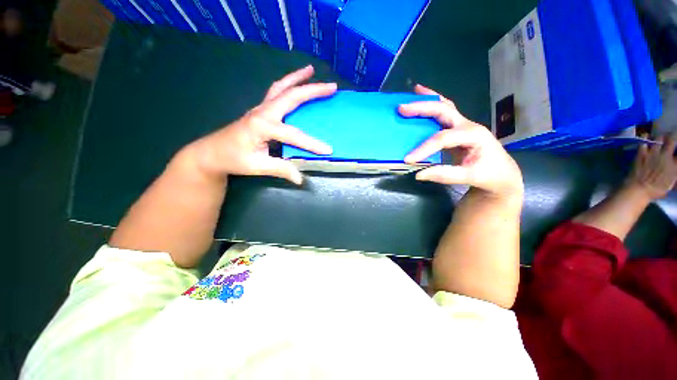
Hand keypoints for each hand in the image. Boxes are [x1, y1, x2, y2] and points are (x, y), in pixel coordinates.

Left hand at [184, 65, 335, 184]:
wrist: (211, 152)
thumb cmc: (233, 159)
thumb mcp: (257, 167)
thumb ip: (280, 170)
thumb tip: (301, 179)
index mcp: (262, 126)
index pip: (293, 134)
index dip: (311, 143)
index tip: (328, 150)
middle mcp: (262, 112)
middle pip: (291, 96)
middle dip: (313, 90)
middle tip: (332, 86)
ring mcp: (260, 108)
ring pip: (281, 87)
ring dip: (297, 78)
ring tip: (311, 70)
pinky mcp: (260, 110)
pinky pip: (276, 92)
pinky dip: (287, 84)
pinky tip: (294, 83)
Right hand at [398, 84, 522, 199]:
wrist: (502, 172)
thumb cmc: (489, 174)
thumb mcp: (470, 177)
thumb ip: (444, 175)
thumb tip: (419, 174)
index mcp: (473, 135)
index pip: (442, 138)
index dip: (424, 148)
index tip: (408, 159)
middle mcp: (467, 125)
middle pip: (443, 110)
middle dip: (422, 108)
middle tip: (402, 108)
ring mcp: (462, 124)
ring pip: (444, 107)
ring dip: (428, 99)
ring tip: (413, 92)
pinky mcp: (456, 128)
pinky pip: (443, 113)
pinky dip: (432, 104)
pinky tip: (423, 98)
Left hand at [626, 136, 676, 200]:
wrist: (638, 189)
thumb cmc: (655, 190)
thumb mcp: (670, 184)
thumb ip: (674, 173)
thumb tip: (675, 165)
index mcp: (674, 165)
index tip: (676, 149)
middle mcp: (665, 156)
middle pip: (672, 140)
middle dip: (674, 135)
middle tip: (674, 134)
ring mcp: (653, 153)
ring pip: (659, 139)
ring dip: (661, 137)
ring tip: (662, 136)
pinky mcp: (641, 154)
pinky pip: (643, 142)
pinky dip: (645, 138)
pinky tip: (646, 136)